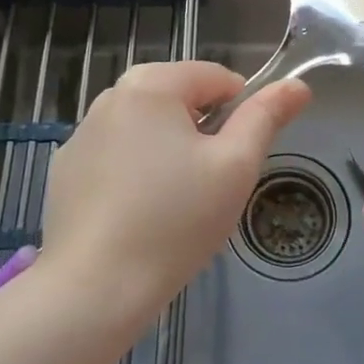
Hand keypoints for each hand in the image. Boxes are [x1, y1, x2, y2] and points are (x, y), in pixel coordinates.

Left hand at [37, 61, 310, 331]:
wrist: (95, 287)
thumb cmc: (176, 220)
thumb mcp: (235, 166)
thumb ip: (266, 117)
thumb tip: (297, 84)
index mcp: (152, 84)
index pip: (216, 77)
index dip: (241, 112)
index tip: (238, 158)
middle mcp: (110, 96)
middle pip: (178, 98)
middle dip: (201, 132)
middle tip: (208, 184)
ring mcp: (82, 133)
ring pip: (146, 127)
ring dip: (168, 150)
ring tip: (173, 204)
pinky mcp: (66, 169)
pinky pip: (115, 155)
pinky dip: (133, 171)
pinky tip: (136, 215)